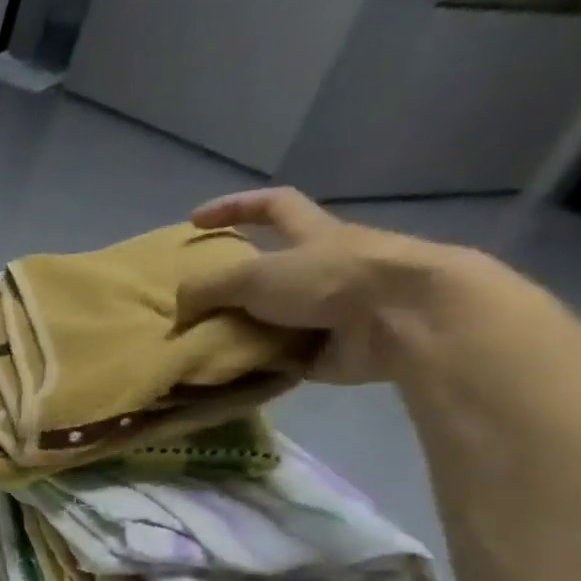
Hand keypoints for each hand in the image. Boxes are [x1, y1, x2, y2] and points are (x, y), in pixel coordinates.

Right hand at [178, 187, 492, 384]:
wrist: (404, 320)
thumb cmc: (332, 280)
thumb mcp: (253, 276)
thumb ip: (206, 289)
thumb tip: (176, 311)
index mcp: (312, 235)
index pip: (272, 206)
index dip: (234, 207)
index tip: (195, 221)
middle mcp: (321, 268)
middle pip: (267, 271)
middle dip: (229, 287)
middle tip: (192, 306)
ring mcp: (328, 310)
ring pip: (269, 317)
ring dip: (237, 331)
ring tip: (198, 347)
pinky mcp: (329, 349)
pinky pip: (279, 357)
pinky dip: (255, 365)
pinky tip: (224, 374)